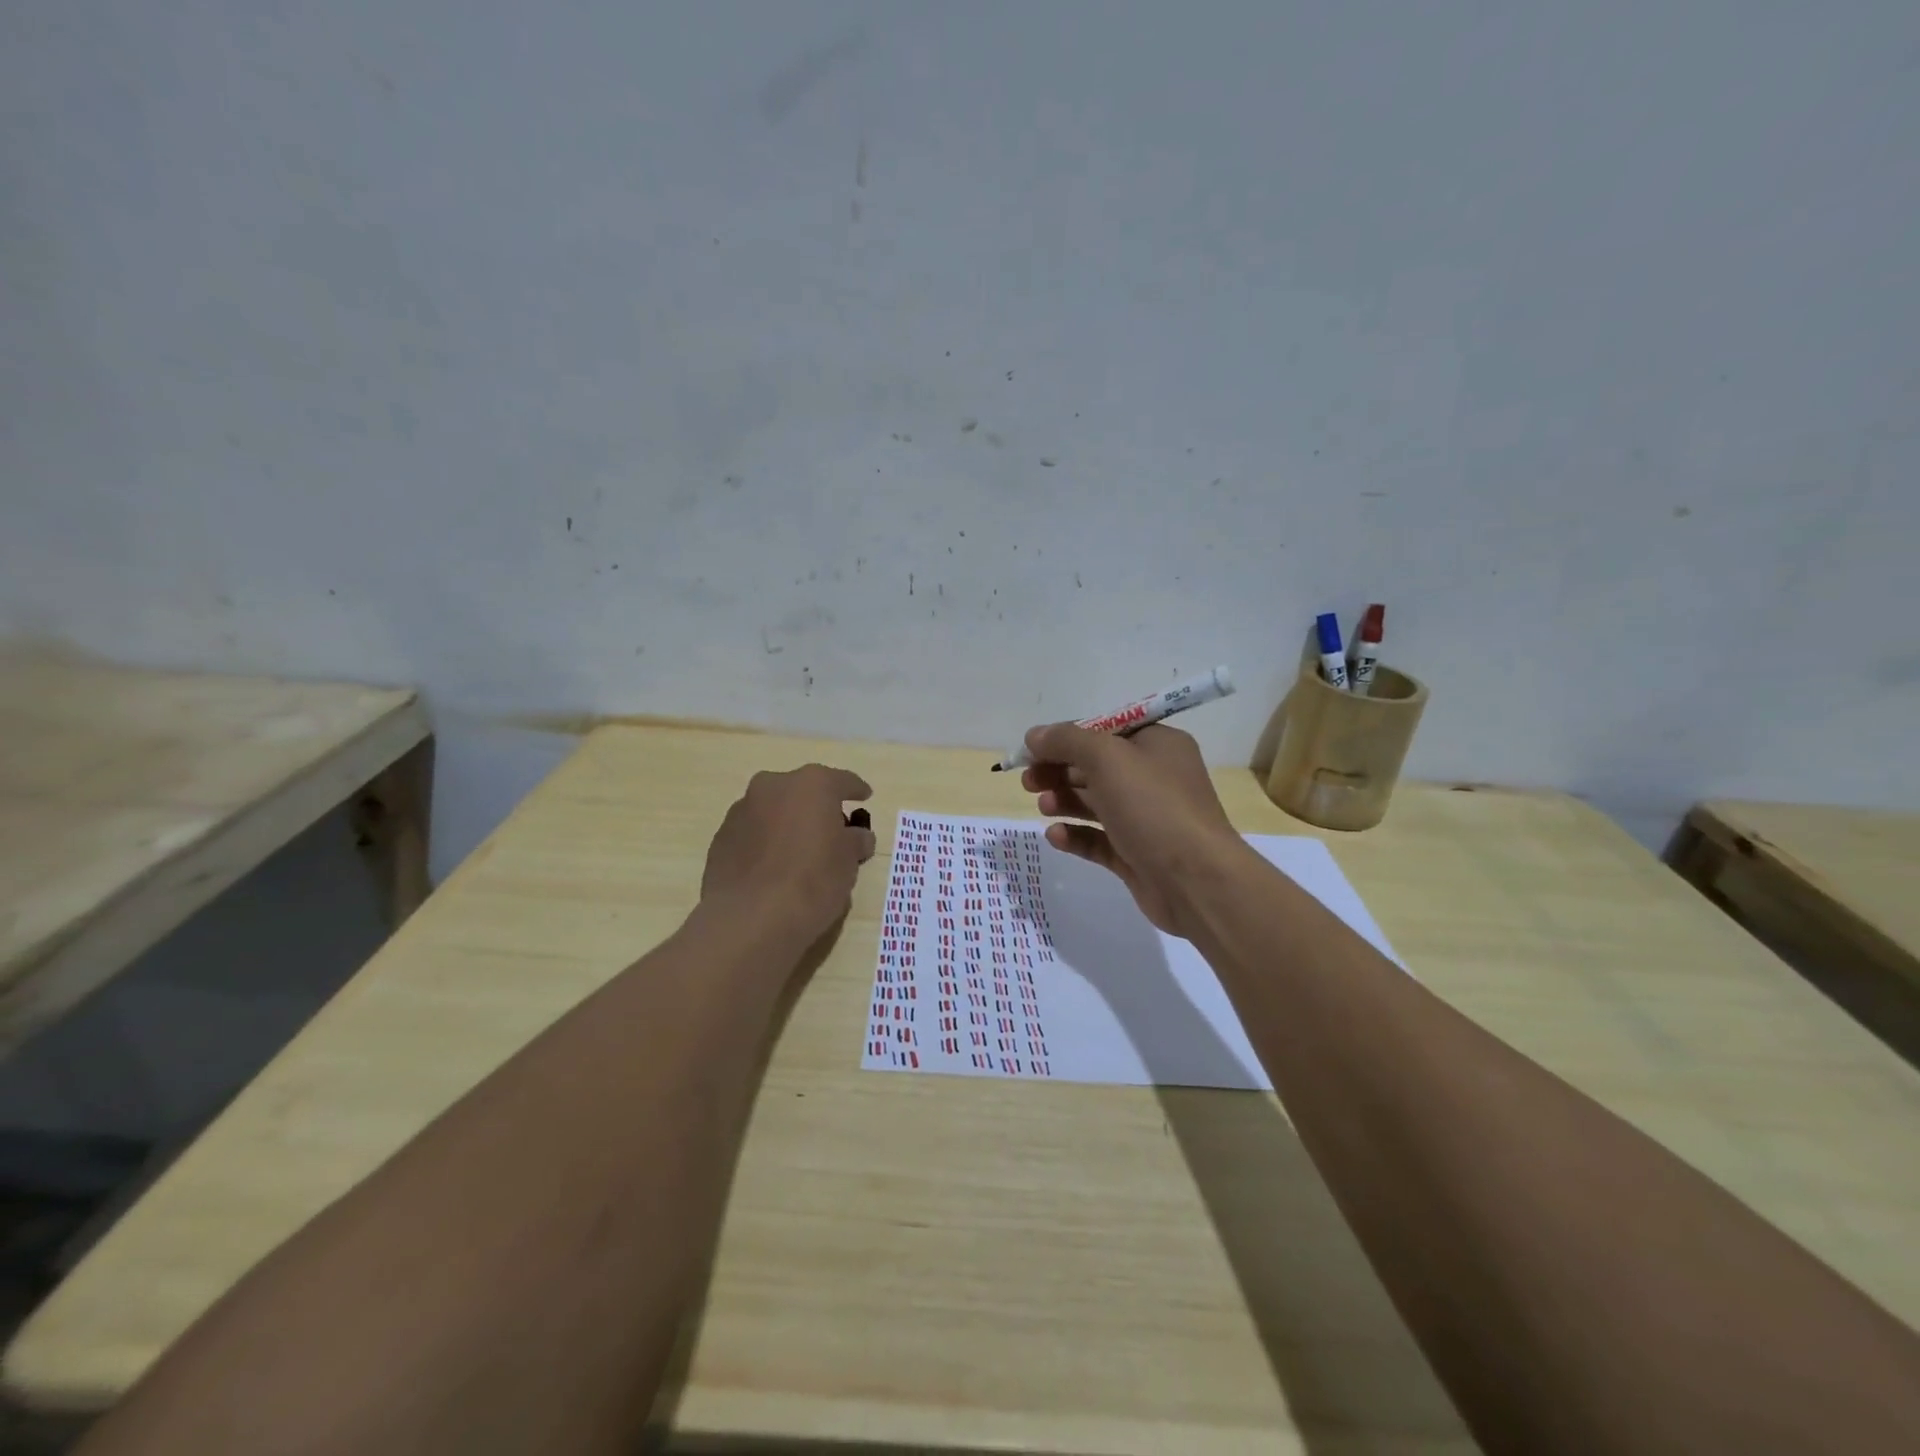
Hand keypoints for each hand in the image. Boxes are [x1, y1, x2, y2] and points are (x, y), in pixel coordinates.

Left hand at [701, 765, 876, 943]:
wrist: (751, 918)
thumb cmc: (812, 881)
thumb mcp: (849, 862)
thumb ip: (855, 841)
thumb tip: (857, 836)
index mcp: (811, 784)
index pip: (842, 781)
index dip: (856, 790)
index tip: (864, 797)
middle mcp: (773, 786)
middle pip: (803, 792)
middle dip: (817, 807)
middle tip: (831, 832)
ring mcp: (742, 810)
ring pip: (774, 810)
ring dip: (787, 824)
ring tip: (799, 854)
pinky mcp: (721, 837)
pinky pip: (753, 833)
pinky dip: (765, 843)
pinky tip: (773, 869)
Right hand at [1021, 724, 1252, 937]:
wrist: (1196, 881)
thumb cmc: (1153, 807)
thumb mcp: (1107, 758)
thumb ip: (1066, 740)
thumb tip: (1033, 735)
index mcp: (1157, 745)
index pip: (1104, 731)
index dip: (1065, 738)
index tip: (1031, 750)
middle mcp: (1154, 777)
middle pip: (1095, 766)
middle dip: (1059, 770)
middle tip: (1028, 781)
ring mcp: (1146, 819)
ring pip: (1095, 803)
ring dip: (1064, 800)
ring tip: (1042, 806)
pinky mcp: (1137, 854)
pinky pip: (1098, 839)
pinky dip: (1075, 835)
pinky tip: (1055, 836)